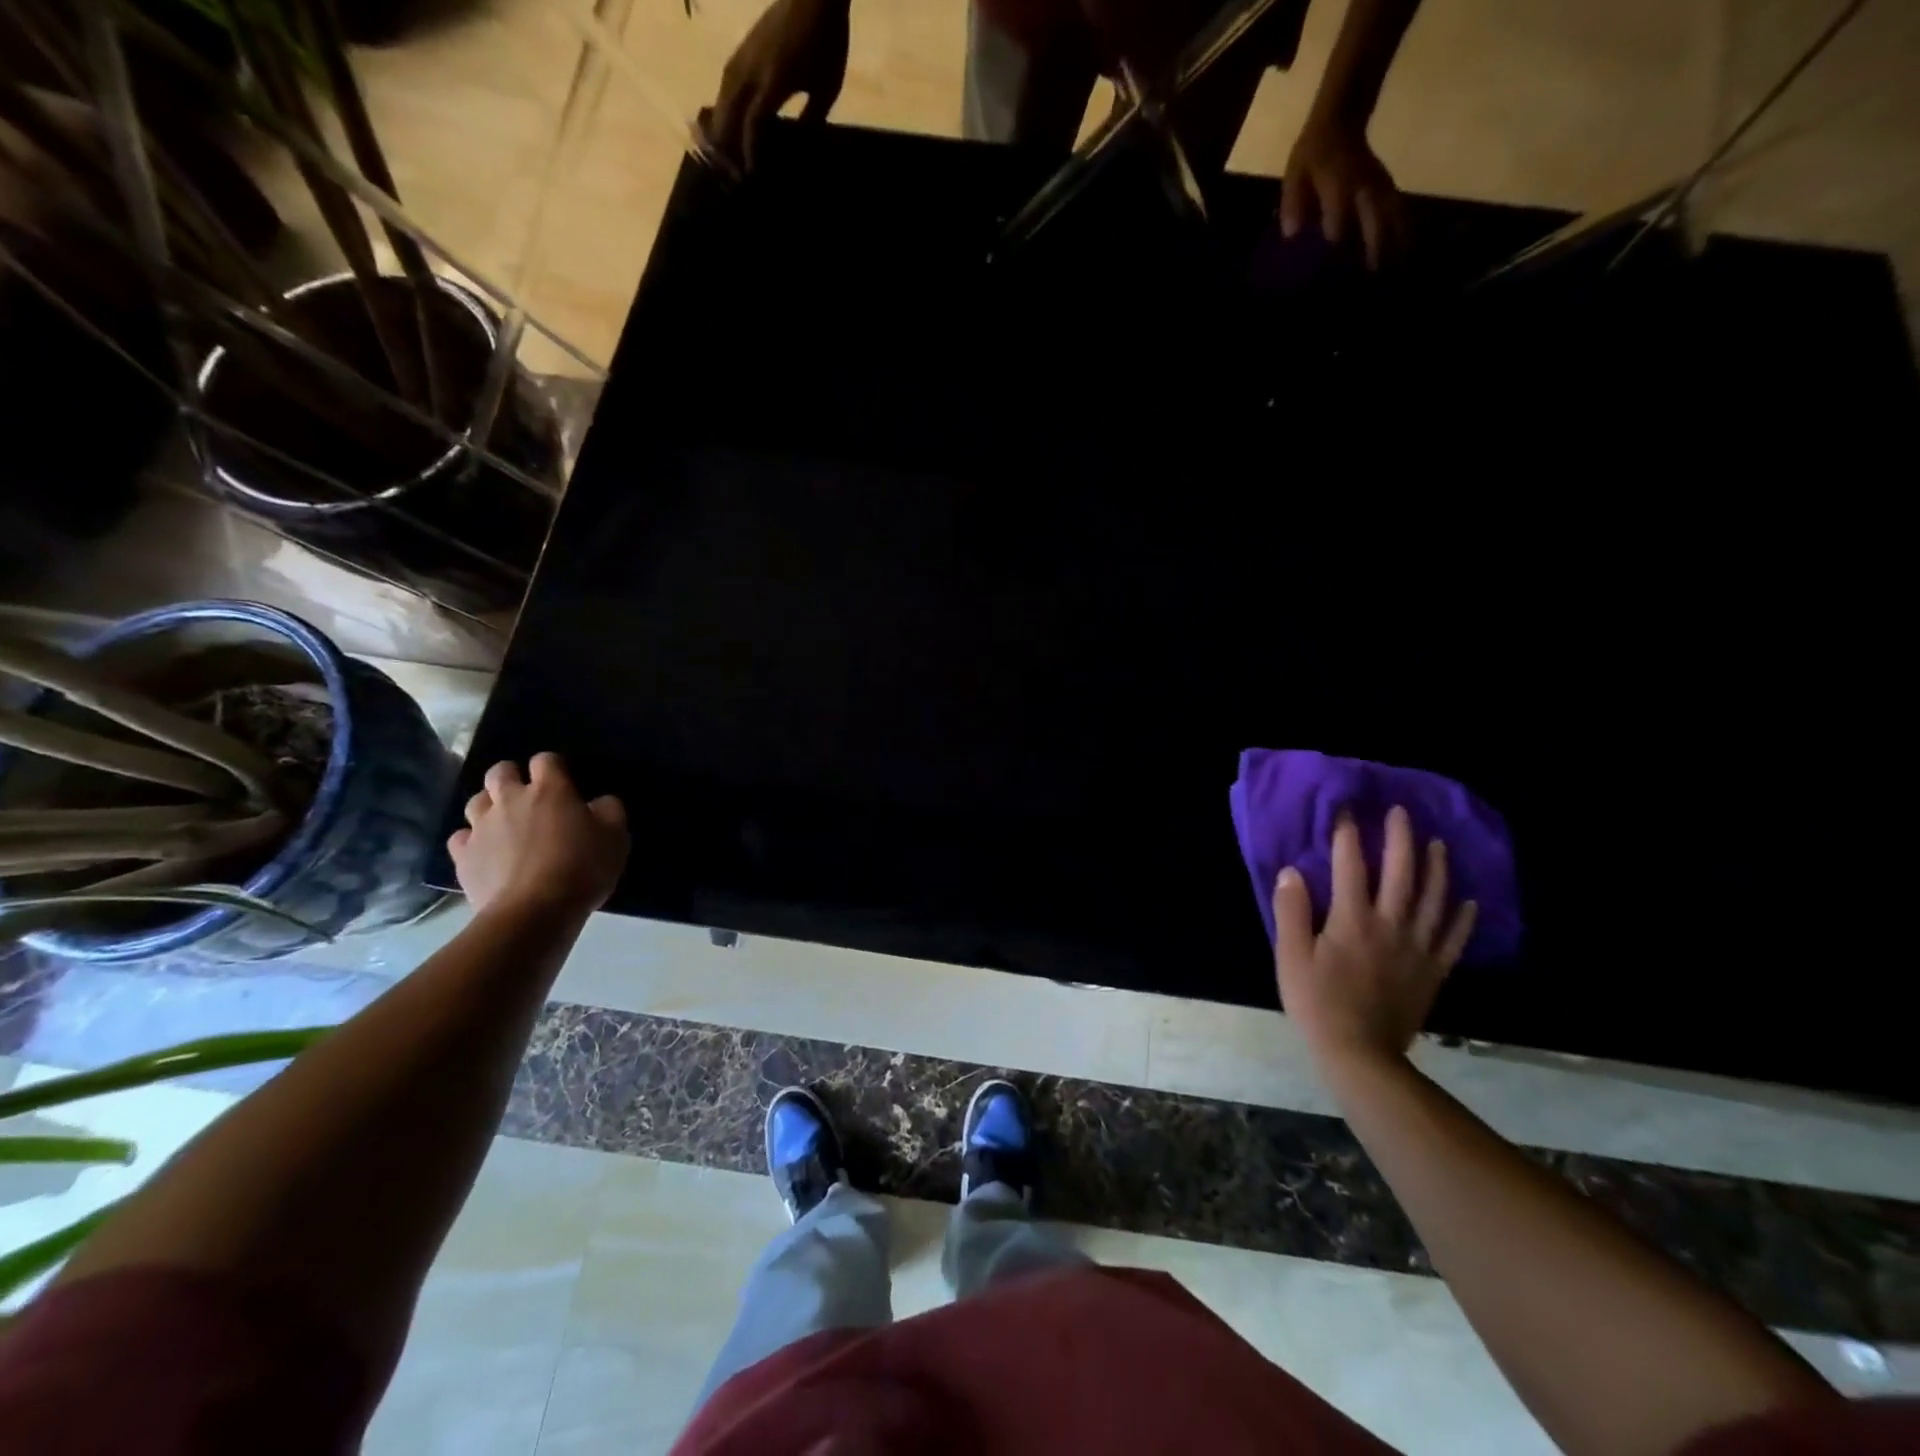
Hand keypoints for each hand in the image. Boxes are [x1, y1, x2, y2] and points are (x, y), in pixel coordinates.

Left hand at [448, 753, 628, 919]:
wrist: (535, 911)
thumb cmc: (582, 868)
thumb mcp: (616, 837)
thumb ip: (609, 810)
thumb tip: (599, 802)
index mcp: (550, 790)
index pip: (546, 760)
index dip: (553, 766)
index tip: (563, 780)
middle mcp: (511, 800)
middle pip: (500, 771)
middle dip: (511, 776)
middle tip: (527, 794)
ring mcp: (482, 827)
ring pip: (476, 801)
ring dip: (489, 805)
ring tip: (504, 822)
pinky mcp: (463, 856)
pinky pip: (461, 837)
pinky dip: (471, 839)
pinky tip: (484, 850)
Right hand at [709, 0, 850, 171]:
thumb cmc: (826, 43)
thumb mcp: (826, 90)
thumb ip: (811, 120)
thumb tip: (799, 146)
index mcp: (773, 82)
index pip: (753, 125)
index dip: (750, 152)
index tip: (752, 175)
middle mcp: (751, 69)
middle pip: (728, 113)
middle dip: (728, 144)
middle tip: (731, 171)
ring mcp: (744, 55)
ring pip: (722, 96)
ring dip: (721, 125)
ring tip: (722, 149)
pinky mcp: (743, 48)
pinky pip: (726, 81)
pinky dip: (724, 104)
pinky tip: (727, 118)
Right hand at [1273, 806, 1475, 1069]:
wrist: (1359, 1054)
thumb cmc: (1317, 1002)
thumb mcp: (1290, 956)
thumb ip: (1291, 911)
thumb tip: (1292, 871)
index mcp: (1352, 919)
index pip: (1349, 865)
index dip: (1347, 834)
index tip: (1346, 809)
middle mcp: (1390, 924)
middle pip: (1401, 872)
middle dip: (1400, 838)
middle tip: (1401, 812)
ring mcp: (1417, 948)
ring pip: (1433, 898)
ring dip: (1436, 867)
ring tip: (1437, 843)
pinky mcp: (1433, 971)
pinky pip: (1453, 939)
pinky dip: (1463, 918)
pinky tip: (1469, 901)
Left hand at [1280, 118, 1406, 270]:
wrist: (1341, 119)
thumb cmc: (1313, 154)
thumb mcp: (1295, 175)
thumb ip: (1293, 204)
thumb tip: (1291, 234)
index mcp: (1340, 188)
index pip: (1340, 229)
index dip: (1337, 257)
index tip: (1335, 283)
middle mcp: (1366, 190)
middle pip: (1375, 229)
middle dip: (1374, 262)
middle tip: (1372, 291)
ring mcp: (1382, 189)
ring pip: (1395, 223)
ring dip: (1396, 252)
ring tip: (1397, 280)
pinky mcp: (1391, 190)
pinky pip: (1402, 215)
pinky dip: (1405, 236)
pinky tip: (1408, 259)